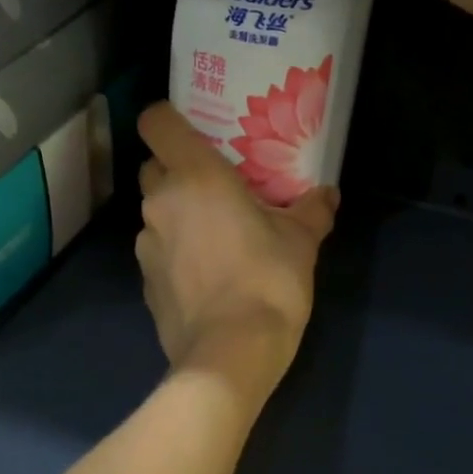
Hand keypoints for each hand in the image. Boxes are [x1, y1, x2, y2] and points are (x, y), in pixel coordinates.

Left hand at [135, 102, 335, 398]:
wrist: (230, 354)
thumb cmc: (268, 280)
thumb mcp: (301, 241)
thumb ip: (311, 210)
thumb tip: (327, 194)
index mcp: (194, 176)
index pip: (156, 122)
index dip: (168, 119)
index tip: (194, 132)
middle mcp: (160, 202)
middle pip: (154, 167)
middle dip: (177, 171)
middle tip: (216, 187)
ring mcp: (146, 244)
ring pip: (155, 212)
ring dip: (177, 215)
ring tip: (215, 236)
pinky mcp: (144, 282)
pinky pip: (157, 251)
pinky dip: (175, 253)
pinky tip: (206, 275)